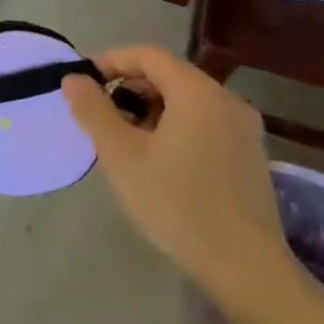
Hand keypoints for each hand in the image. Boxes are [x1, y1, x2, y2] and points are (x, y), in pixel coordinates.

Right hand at [61, 45, 296, 304]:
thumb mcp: (122, 156)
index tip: (81, 83)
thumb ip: (94, 110)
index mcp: (197, 92)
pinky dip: (174, 127)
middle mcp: (227, 100)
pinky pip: (204, 122)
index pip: (146, 55)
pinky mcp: (250, 154)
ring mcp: (244, 128)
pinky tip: (159, 162)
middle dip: (128, 89)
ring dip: (149, 110)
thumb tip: (73, 79)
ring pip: (186, 100)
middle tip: (100, 119)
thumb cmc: (177, 204)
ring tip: (125, 144)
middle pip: (168, 75)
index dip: (109, 61)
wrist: (245, 267)